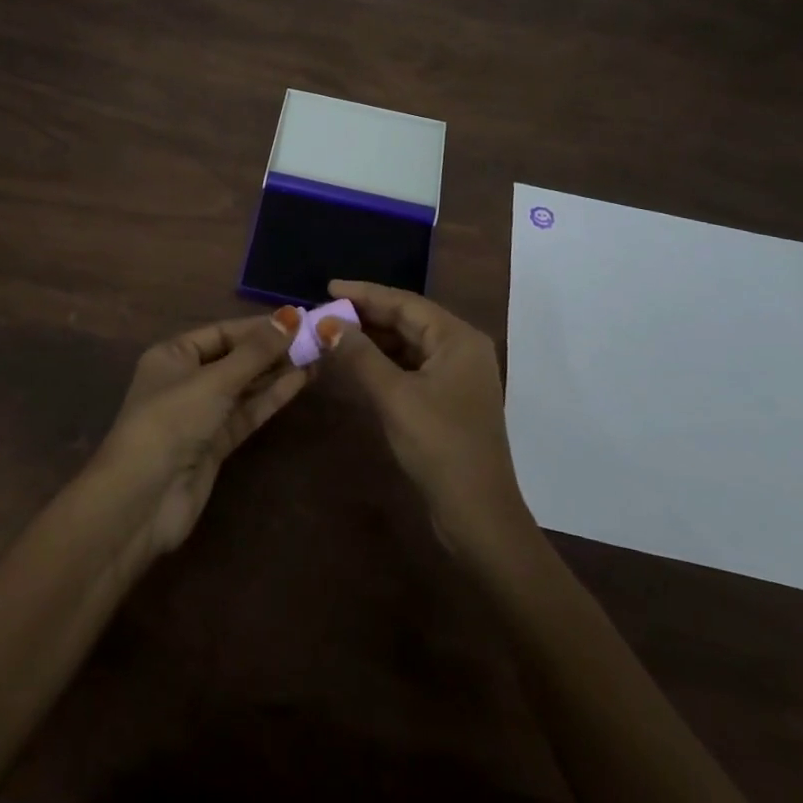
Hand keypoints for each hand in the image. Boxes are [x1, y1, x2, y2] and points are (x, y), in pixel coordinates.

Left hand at [91, 309, 308, 563]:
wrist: (142, 500)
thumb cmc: (171, 421)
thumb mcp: (214, 380)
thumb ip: (255, 352)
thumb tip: (291, 316)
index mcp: (173, 355)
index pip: (223, 332)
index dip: (259, 327)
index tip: (298, 320)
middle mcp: (186, 380)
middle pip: (236, 358)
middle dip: (273, 349)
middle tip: (316, 338)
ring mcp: (202, 414)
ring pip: (245, 386)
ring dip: (277, 372)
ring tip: (317, 356)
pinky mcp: (216, 443)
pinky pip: (247, 412)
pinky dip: (271, 397)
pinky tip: (300, 381)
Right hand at [319, 281, 530, 556]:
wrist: (478, 514)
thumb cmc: (439, 446)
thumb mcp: (394, 397)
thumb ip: (360, 355)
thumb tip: (327, 322)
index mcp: (458, 338)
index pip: (405, 302)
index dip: (364, 293)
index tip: (328, 287)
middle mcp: (462, 348)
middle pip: (408, 320)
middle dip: (366, 316)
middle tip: (324, 312)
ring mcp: (458, 374)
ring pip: (408, 343)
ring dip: (373, 339)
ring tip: (333, 334)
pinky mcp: (449, 398)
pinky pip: (412, 366)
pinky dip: (384, 362)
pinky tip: (356, 363)